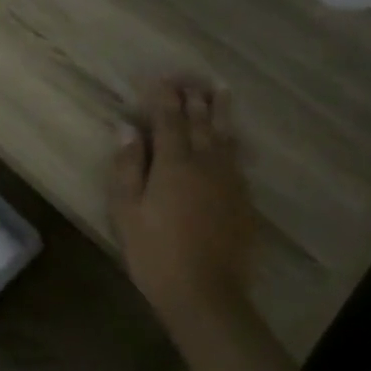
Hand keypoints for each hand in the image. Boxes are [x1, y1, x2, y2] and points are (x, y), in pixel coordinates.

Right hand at [109, 78, 256, 330]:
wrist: (206, 294)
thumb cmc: (155, 252)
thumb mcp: (127, 210)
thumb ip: (127, 166)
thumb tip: (127, 128)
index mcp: (173, 163)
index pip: (168, 119)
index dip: (163, 96)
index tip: (159, 78)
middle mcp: (206, 163)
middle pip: (201, 121)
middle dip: (193, 96)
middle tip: (190, 76)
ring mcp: (229, 181)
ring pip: (225, 136)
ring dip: (220, 110)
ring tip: (220, 90)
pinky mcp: (243, 200)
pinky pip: (238, 158)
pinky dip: (232, 139)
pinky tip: (232, 137)